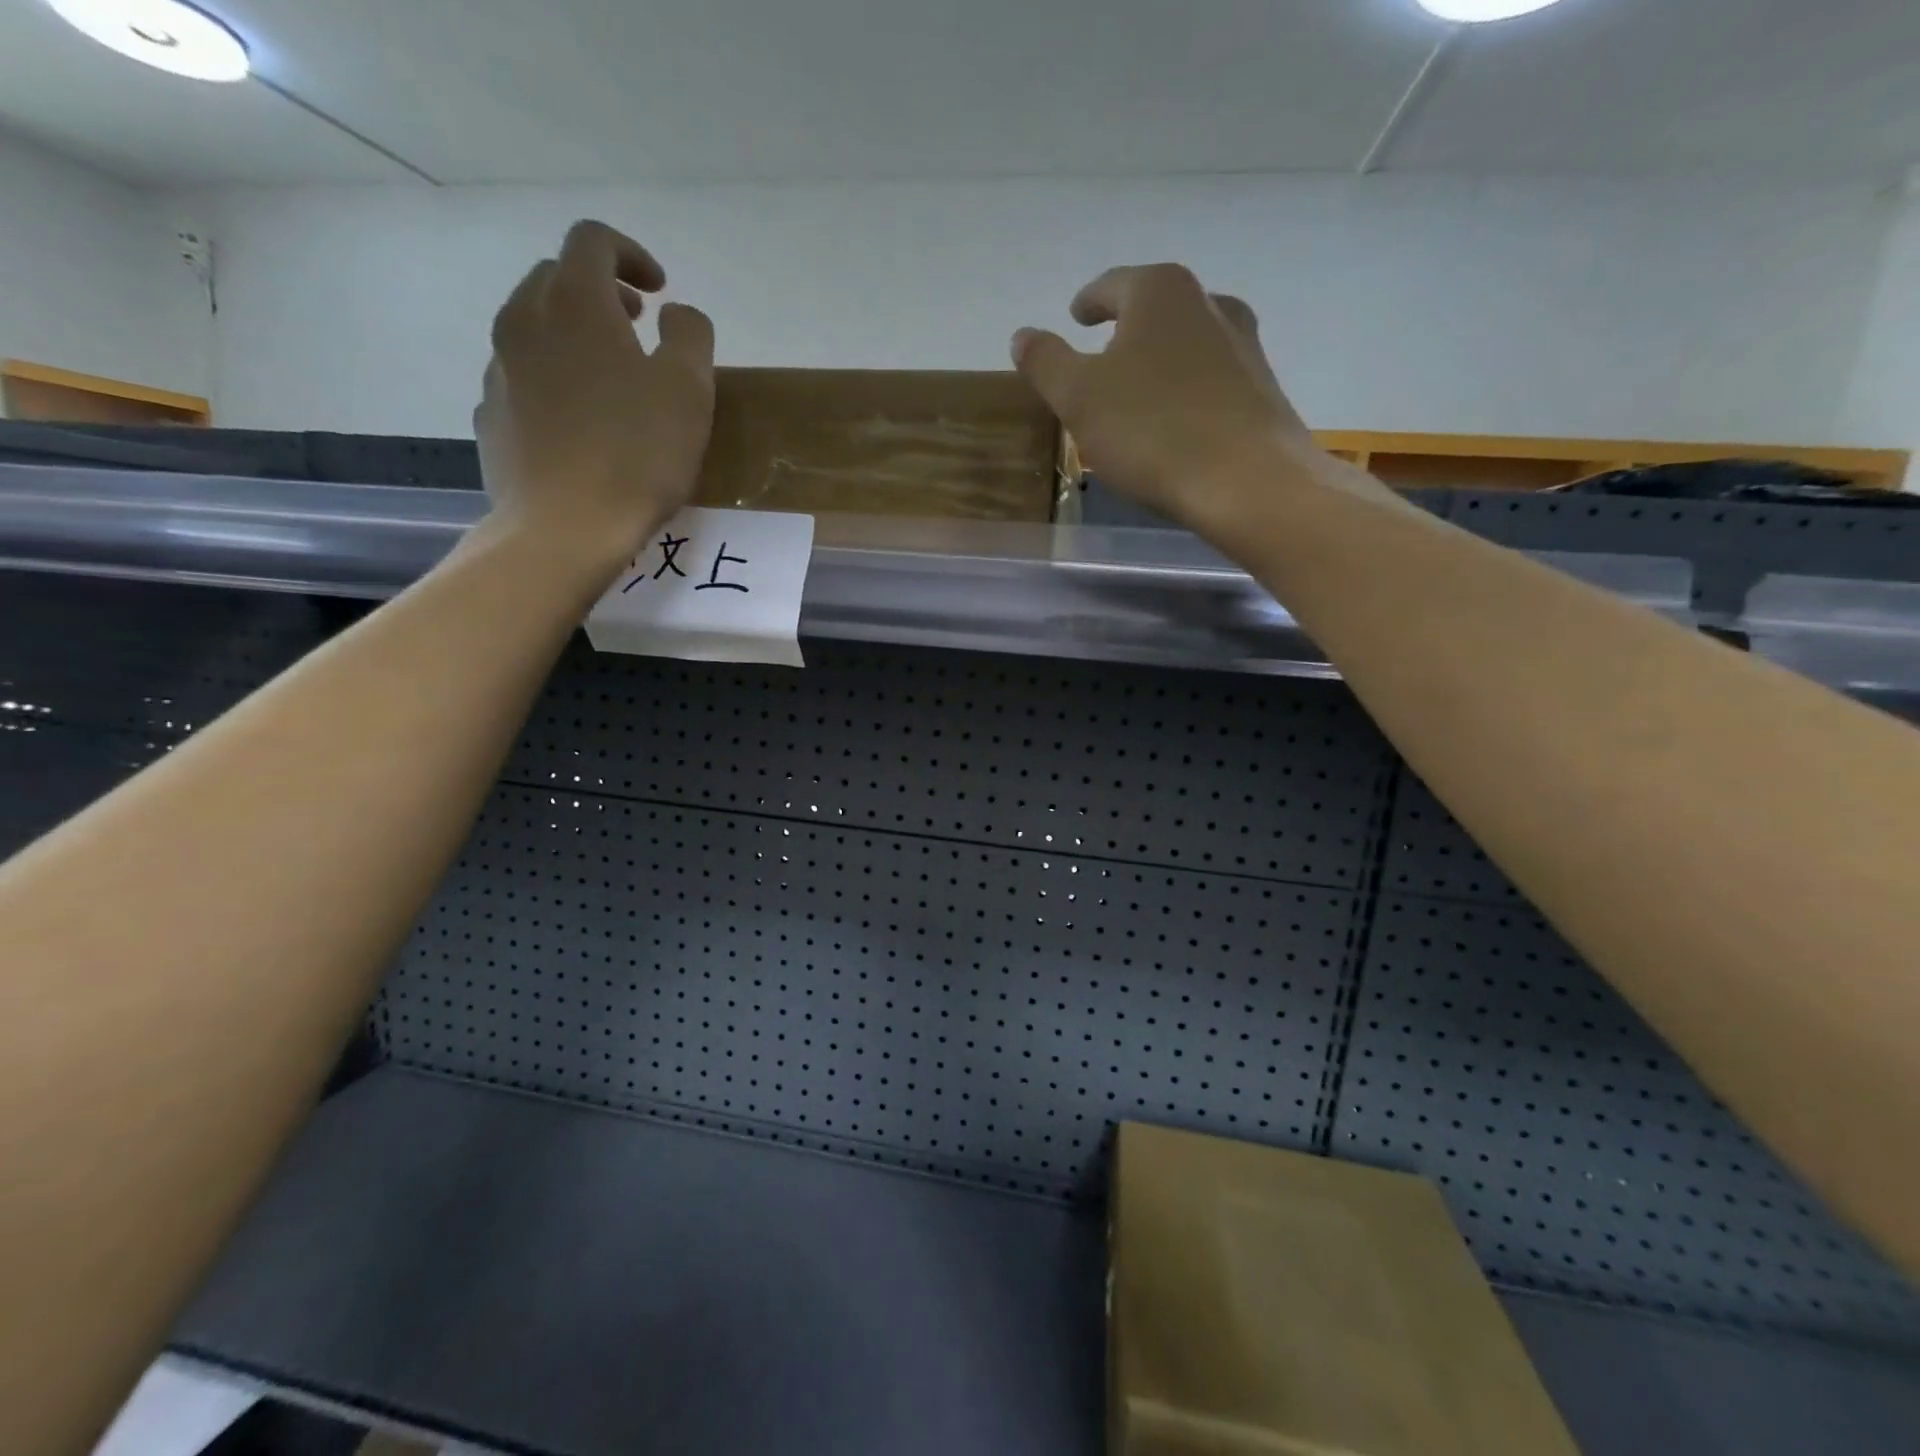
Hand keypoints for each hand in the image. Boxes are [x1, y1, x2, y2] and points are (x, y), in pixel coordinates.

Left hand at [475, 220, 715, 584]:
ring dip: (573, 334)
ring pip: (533, 326)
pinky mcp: (490, 414)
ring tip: (609, 377)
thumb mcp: (689, 391)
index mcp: (576, 303)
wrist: (564, 527)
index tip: (660, 291)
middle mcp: (524, 320)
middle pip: (556, 277)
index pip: (593, 240)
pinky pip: (521, 376)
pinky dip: (552, 378)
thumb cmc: (637, 455)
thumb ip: (690, 336)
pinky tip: (580, 422)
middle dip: (600, 291)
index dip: (631, 254)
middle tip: (637, 326)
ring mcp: (499, 368)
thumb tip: (676, 314)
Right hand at [1011, 263, 1399, 541]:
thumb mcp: (1079, 398)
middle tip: (1100, 359)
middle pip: (1155, 309)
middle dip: (1125, 331)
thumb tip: (1023, 336)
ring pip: (1186, 343)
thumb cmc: (1152, 431)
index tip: (1076, 316)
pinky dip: (1185, 392)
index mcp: (1160, 292)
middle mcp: (1209, 303)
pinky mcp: (1261, 389)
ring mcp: (1244, 345)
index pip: (1113, 284)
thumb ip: (1046, 363)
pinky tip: (1174, 424)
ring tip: (1137, 394)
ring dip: (1158, 361)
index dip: (1089, 301)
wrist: (1248, 480)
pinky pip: (1209, 380)